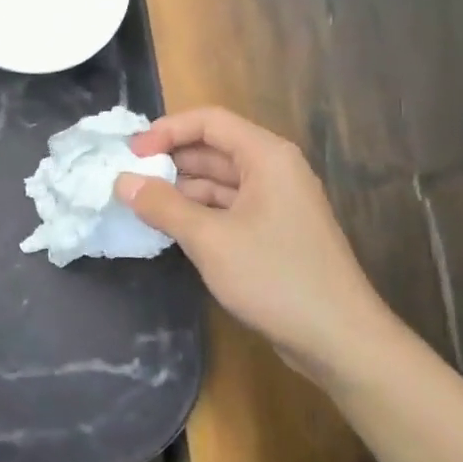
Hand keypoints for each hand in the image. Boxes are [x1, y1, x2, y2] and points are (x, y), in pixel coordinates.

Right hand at [115, 107, 396, 380]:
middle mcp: (274, 170)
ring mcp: (277, 202)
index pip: (209, 121)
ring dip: (181, 188)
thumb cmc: (275, 277)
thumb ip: (162, 205)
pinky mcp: (275, 232)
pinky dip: (199, 212)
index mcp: (266, 156)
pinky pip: (229, 207)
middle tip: (128, 178)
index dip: (166, 130)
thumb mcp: (209, 239)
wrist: (340, 340)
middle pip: (214, 148)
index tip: (131, 153)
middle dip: (170, 160)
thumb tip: (122, 181)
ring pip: (219, 181)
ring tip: (140, 204)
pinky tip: (171, 227)